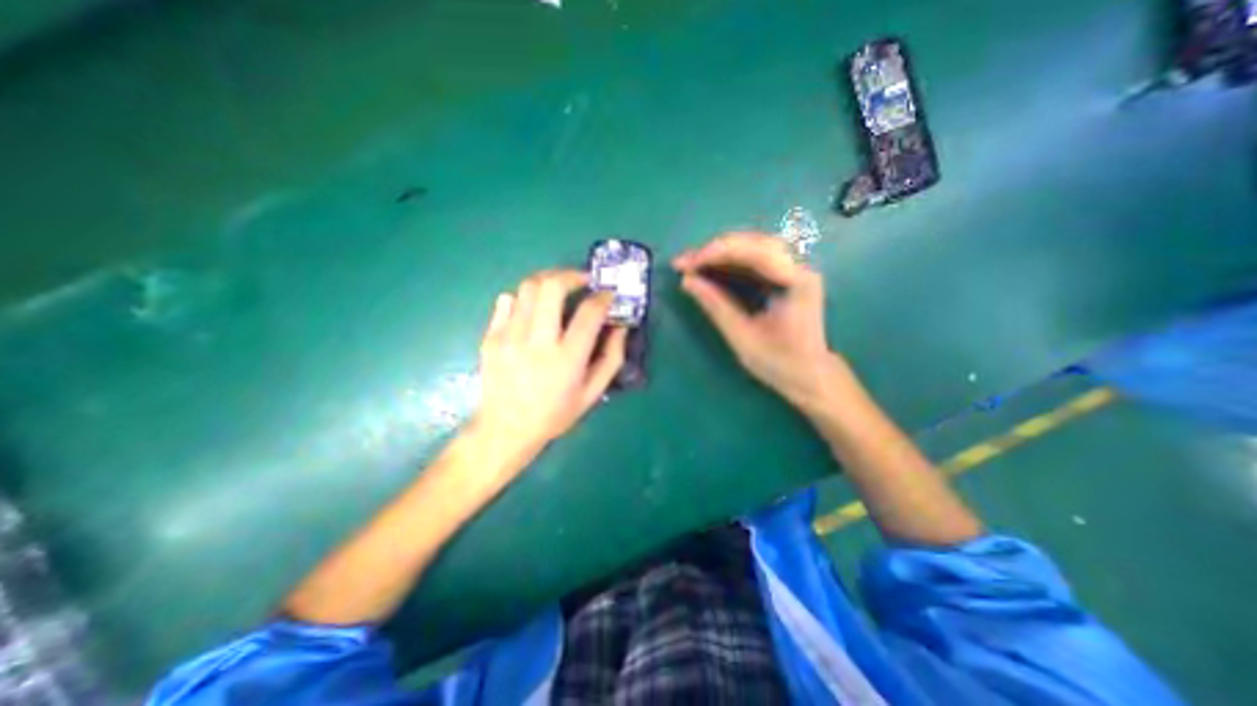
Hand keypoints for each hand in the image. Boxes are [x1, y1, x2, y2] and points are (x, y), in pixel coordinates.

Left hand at [470, 270, 625, 463]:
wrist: (505, 429)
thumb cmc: (555, 414)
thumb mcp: (592, 393)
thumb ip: (611, 358)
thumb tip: (620, 327)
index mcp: (566, 359)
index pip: (589, 313)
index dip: (603, 297)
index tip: (608, 295)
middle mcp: (537, 342)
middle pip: (551, 287)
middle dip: (571, 275)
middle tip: (582, 280)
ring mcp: (509, 337)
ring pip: (527, 288)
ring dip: (548, 281)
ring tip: (559, 289)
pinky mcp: (491, 337)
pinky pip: (506, 302)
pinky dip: (523, 297)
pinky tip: (533, 309)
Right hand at [674, 231, 836, 407]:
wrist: (809, 374)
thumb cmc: (779, 362)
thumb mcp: (742, 337)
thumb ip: (716, 305)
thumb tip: (687, 280)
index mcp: (797, 281)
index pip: (754, 252)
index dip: (717, 253)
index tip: (687, 264)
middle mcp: (801, 266)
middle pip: (753, 242)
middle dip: (714, 250)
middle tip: (683, 262)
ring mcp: (796, 268)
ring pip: (752, 246)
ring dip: (719, 253)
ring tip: (691, 263)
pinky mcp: (787, 274)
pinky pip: (755, 257)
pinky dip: (729, 260)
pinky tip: (709, 267)